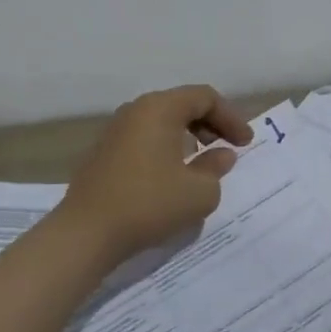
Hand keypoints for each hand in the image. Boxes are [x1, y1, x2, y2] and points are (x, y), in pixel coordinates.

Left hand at [62, 85, 252, 259]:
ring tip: (203, 160)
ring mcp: (115, 130)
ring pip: (162, 120)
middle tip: (228, 147)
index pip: (205, 97)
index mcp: (160, 108)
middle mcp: (136, 110)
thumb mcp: (199, 192)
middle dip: (211, 123)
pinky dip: (167, 146)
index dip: (231, 117)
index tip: (245, 143)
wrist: (86, 234)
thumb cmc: (149, 204)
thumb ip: (216, 168)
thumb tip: (221, 155)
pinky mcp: (104, 152)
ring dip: (188, 135)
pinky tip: (173, 173)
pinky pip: (145, 137)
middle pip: (182, 104)